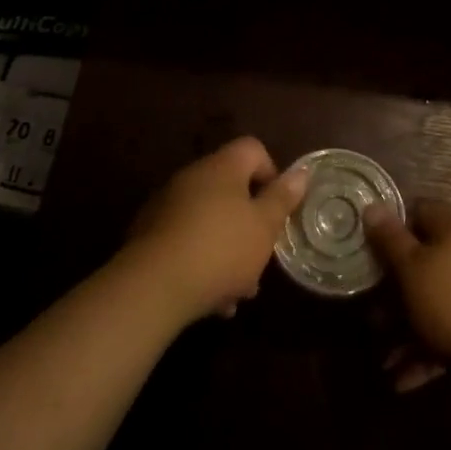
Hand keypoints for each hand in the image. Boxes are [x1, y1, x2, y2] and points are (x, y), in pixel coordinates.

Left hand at [119, 137, 308, 326]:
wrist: (152, 287)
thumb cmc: (220, 249)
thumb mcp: (264, 226)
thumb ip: (282, 198)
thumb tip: (301, 171)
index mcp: (222, 167)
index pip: (253, 149)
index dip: (271, 174)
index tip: (277, 209)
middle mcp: (192, 177)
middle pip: (231, 189)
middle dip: (249, 224)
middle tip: (260, 258)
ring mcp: (167, 205)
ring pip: (209, 220)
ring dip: (227, 249)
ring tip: (238, 292)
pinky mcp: (149, 236)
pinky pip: (186, 241)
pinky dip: (202, 262)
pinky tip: (211, 300)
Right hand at [365, 201, 450, 382]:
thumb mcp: (413, 269)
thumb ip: (390, 239)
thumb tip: (372, 205)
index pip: (417, 212)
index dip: (391, 229)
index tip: (369, 252)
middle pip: (422, 262)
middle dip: (393, 292)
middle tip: (371, 316)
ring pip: (433, 302)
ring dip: (405, 329)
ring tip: (383, 360)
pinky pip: (449, 332)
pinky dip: (426, 352)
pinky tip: (402, 380)